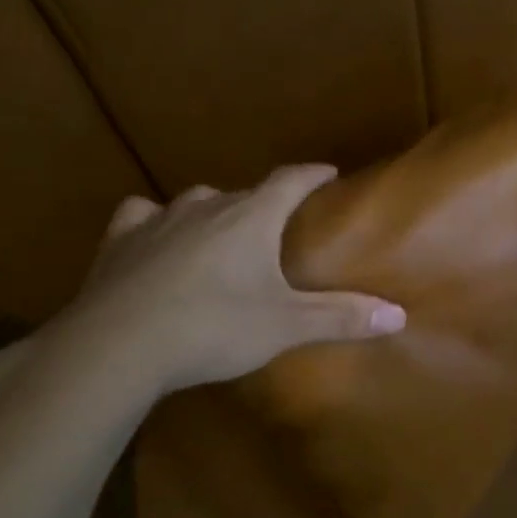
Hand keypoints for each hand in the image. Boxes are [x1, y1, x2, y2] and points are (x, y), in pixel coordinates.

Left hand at [16, 165, 404, 414]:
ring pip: (195, 201)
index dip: (312, 174)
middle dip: (265, 204)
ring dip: (214, 212)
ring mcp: (158, 220)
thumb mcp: (285, 326)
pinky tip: (153, 236)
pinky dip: (153, 221)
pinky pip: (141, 216)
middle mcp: (206, 206)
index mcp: (251, 217)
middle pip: (245, 193)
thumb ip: (341, 317)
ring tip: (221, 234)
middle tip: (277, 227)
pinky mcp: (118, 241)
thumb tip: (399, 314)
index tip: (328, 172)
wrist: (117, 345)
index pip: (291, 180)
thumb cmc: (213, 328)